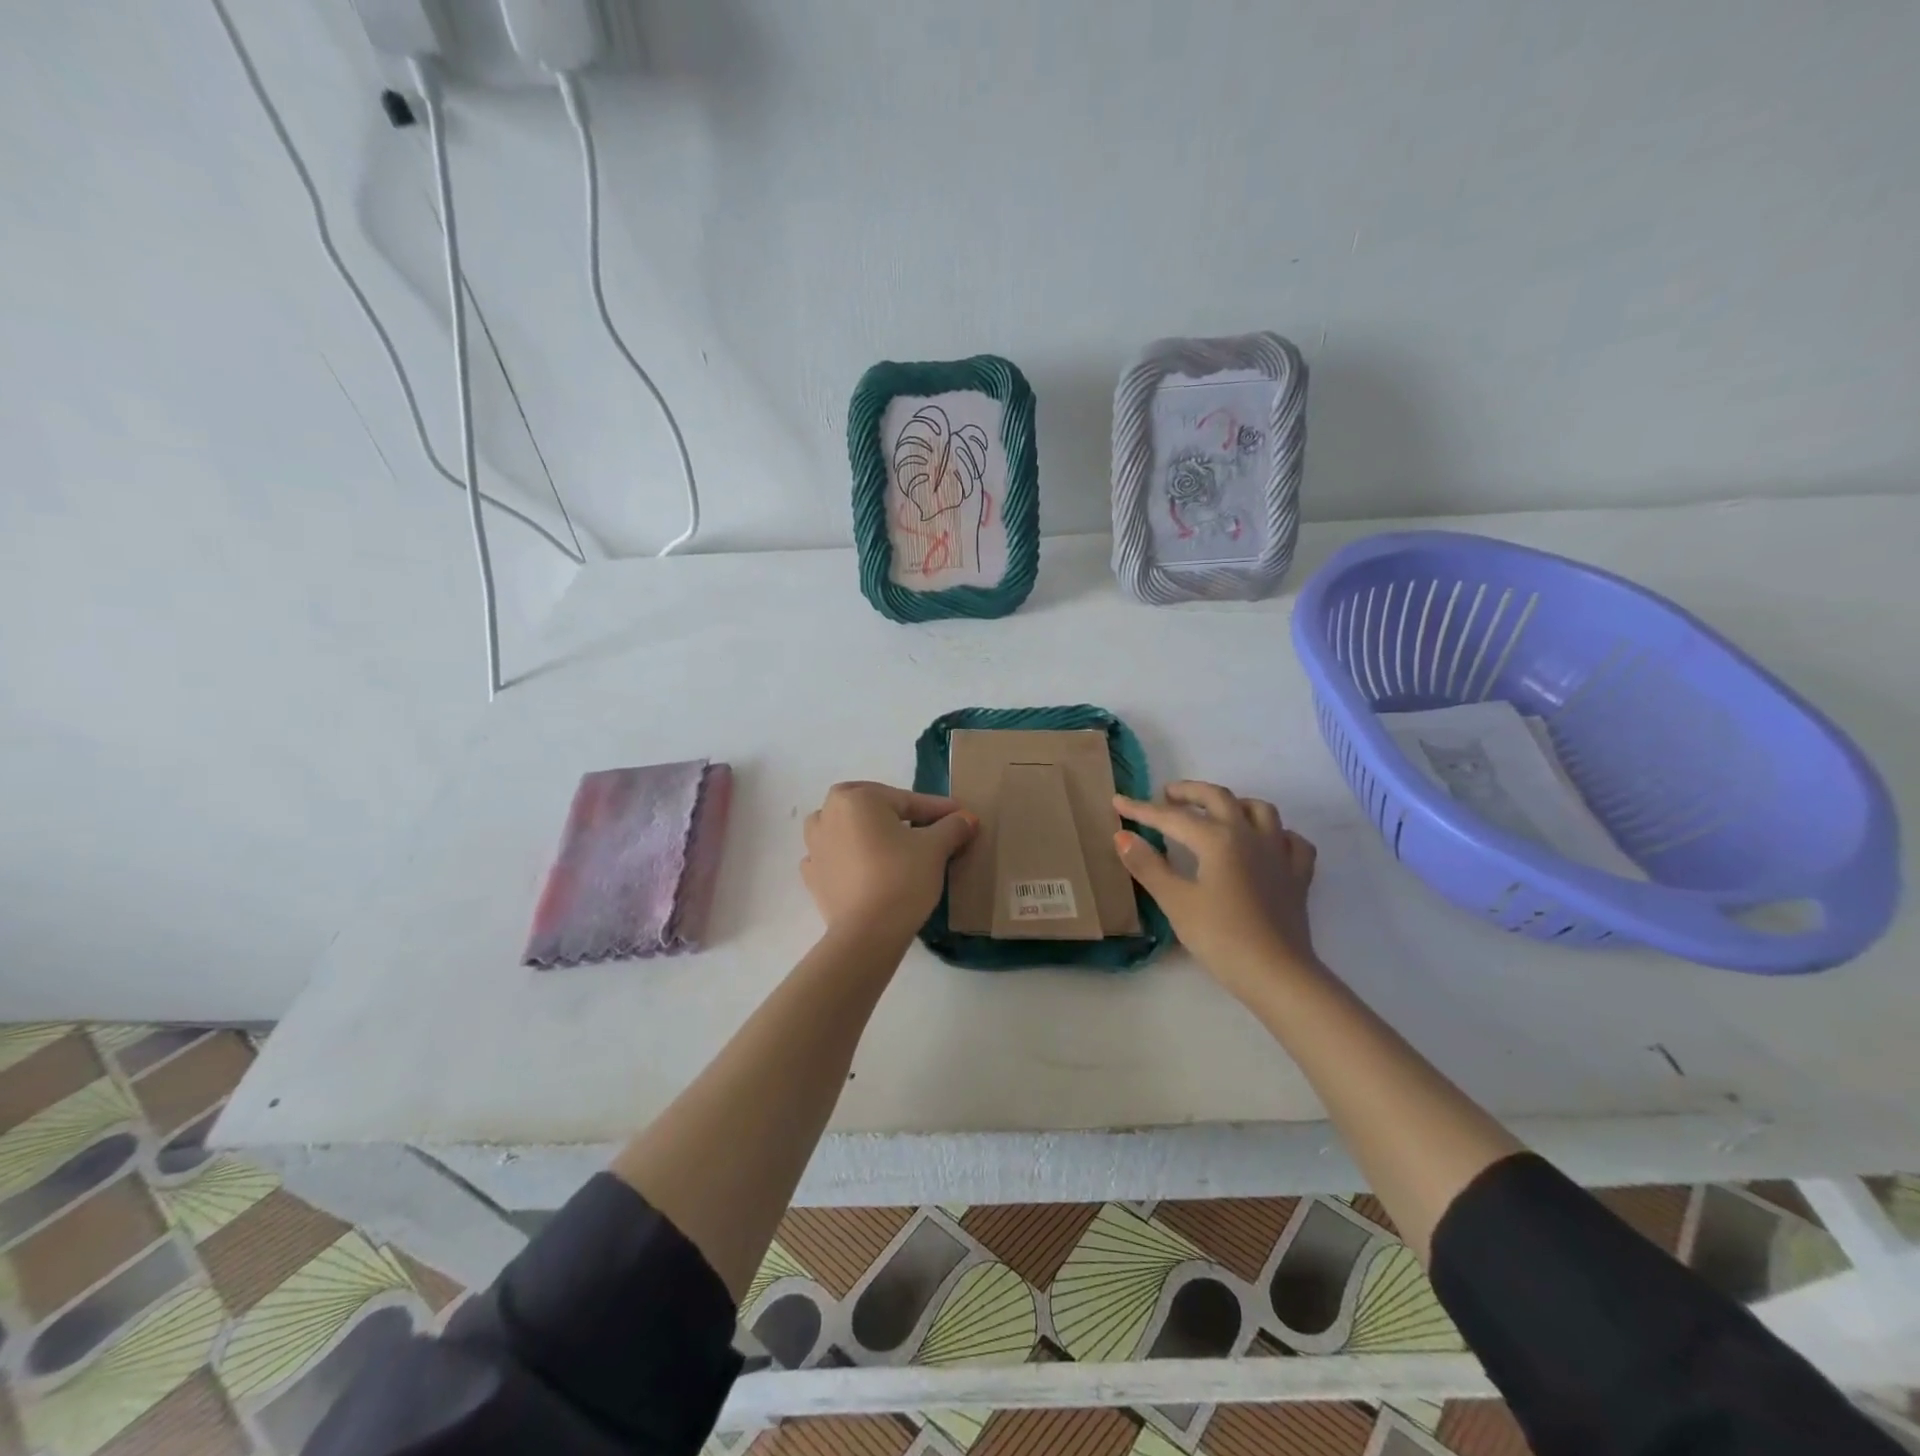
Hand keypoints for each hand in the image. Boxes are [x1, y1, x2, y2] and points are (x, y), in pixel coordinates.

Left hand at [802, 782, 976, 940]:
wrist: (867, 934)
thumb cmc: (902, 878)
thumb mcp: (935, 848)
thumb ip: (952, 827)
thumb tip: (966, 818)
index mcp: (856, 798)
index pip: (907, 801)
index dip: (937, 810)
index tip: (961, 816)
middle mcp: (828, 813)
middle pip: (872, 807)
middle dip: (898, 813)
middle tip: (926, 826)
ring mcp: (815, 845)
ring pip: (846, 826)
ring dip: (866, 830)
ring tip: (890, 842)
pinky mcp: (812, 875)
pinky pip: (834, 855)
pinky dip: (849, 855)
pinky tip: (865, 866)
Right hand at [1114, 782, 1319, 995]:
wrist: (1277, 974)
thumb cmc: (1220, 938)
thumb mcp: (1176, 902)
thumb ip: (1148, 866)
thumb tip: (1122, 835)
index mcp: (1218, 839)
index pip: (1172, 817)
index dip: (1142, 809)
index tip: (1118, 802)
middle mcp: (1250, 835)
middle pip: (1219, 797)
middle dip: (1190, 792)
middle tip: (1167, 796)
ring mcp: (1279, 853)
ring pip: (1260, 810)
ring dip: (1234, 803)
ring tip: (1215, 812)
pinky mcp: (1298, 875)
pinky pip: (1291, 840)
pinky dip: (1276, 833)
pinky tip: (1265, 843)